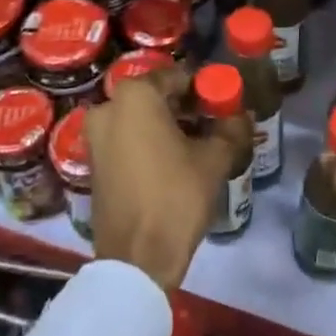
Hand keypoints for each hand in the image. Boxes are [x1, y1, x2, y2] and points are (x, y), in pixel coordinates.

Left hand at [86, 71, 249, 290]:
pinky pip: (126, 138)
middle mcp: (108, 106)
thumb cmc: (176, 197)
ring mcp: (96, 135)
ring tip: (197, 145)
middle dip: (185, 107)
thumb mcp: (214, 159)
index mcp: (135, 96)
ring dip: (167, 125)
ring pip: (140, 118)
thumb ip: (230, 128)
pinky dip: (148, 142)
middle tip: (213, 124)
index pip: (177, 77)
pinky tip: (173, 162)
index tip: (223, 105)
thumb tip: (241, 115)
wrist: (136, 258)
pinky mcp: (94, 162)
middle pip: (156, 97)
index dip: (204, 90)